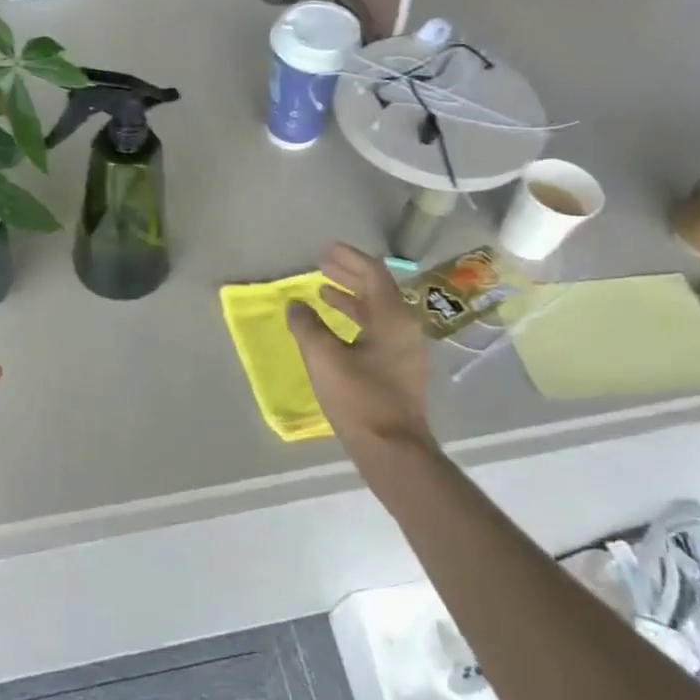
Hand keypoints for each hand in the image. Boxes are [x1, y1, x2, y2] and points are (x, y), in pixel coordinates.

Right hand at [287, 243, 432, 455]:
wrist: (393, 449)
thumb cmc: (360, 399)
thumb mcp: (325, 359)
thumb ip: (307, 327)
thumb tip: (296, 305)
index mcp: (392, 318)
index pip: (372, 273)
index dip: (348, 258)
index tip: (324, 250)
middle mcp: (404, 327)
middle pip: (377, 289)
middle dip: (348, 274)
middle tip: (321, 264)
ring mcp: (404, 348)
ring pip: (376, 311)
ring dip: (349, 297)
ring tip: (322, 291)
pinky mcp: (398, 367)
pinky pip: (376, 329)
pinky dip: (354, 319)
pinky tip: (335, 327)